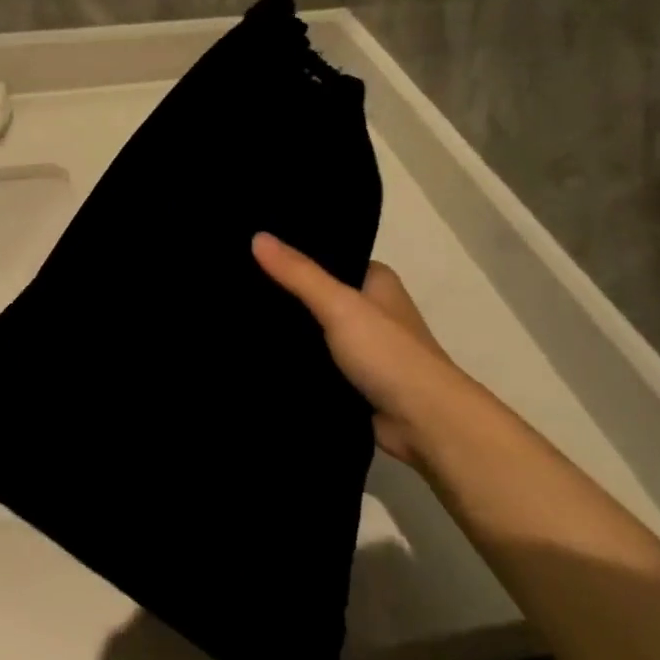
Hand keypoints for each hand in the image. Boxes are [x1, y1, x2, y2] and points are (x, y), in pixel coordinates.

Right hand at [253, 232, 466, 465]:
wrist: (424, 424)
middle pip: (318, 295)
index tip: (251, 249)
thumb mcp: (339, 304)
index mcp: (376, 282)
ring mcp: (362, 348)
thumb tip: (256, 235)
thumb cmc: (388, 353)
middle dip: (284, 295)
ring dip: (286, 332)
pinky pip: (314, 364)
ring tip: (236, 315)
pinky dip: (293, 361)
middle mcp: (371, 311)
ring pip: (313, 332)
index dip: (294, 255)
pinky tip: (256, 354)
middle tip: (234, 283)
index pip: (329, 257)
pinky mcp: (352, 382)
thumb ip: (298, 273)